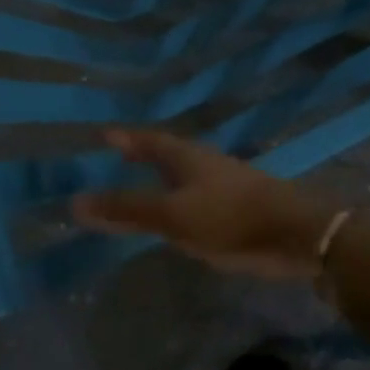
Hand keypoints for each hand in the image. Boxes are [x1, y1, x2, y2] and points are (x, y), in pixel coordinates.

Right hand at [72, 130, 341, 279]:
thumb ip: (128, 210)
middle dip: (144, 155)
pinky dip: (180, 202)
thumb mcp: (172, 215)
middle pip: (168, 154)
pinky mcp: (237, 209)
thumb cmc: (229, 217)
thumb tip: (75, 201)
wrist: (294, 234)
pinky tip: (178, 217)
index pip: (149, 141)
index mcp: (187, 156)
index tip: (105, 135)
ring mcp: (223, 185)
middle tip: (121, 156)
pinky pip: (198, 199)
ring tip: (144, 185)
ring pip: (185, 177)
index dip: (127, 139)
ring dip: (163, 179)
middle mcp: (204, 164)